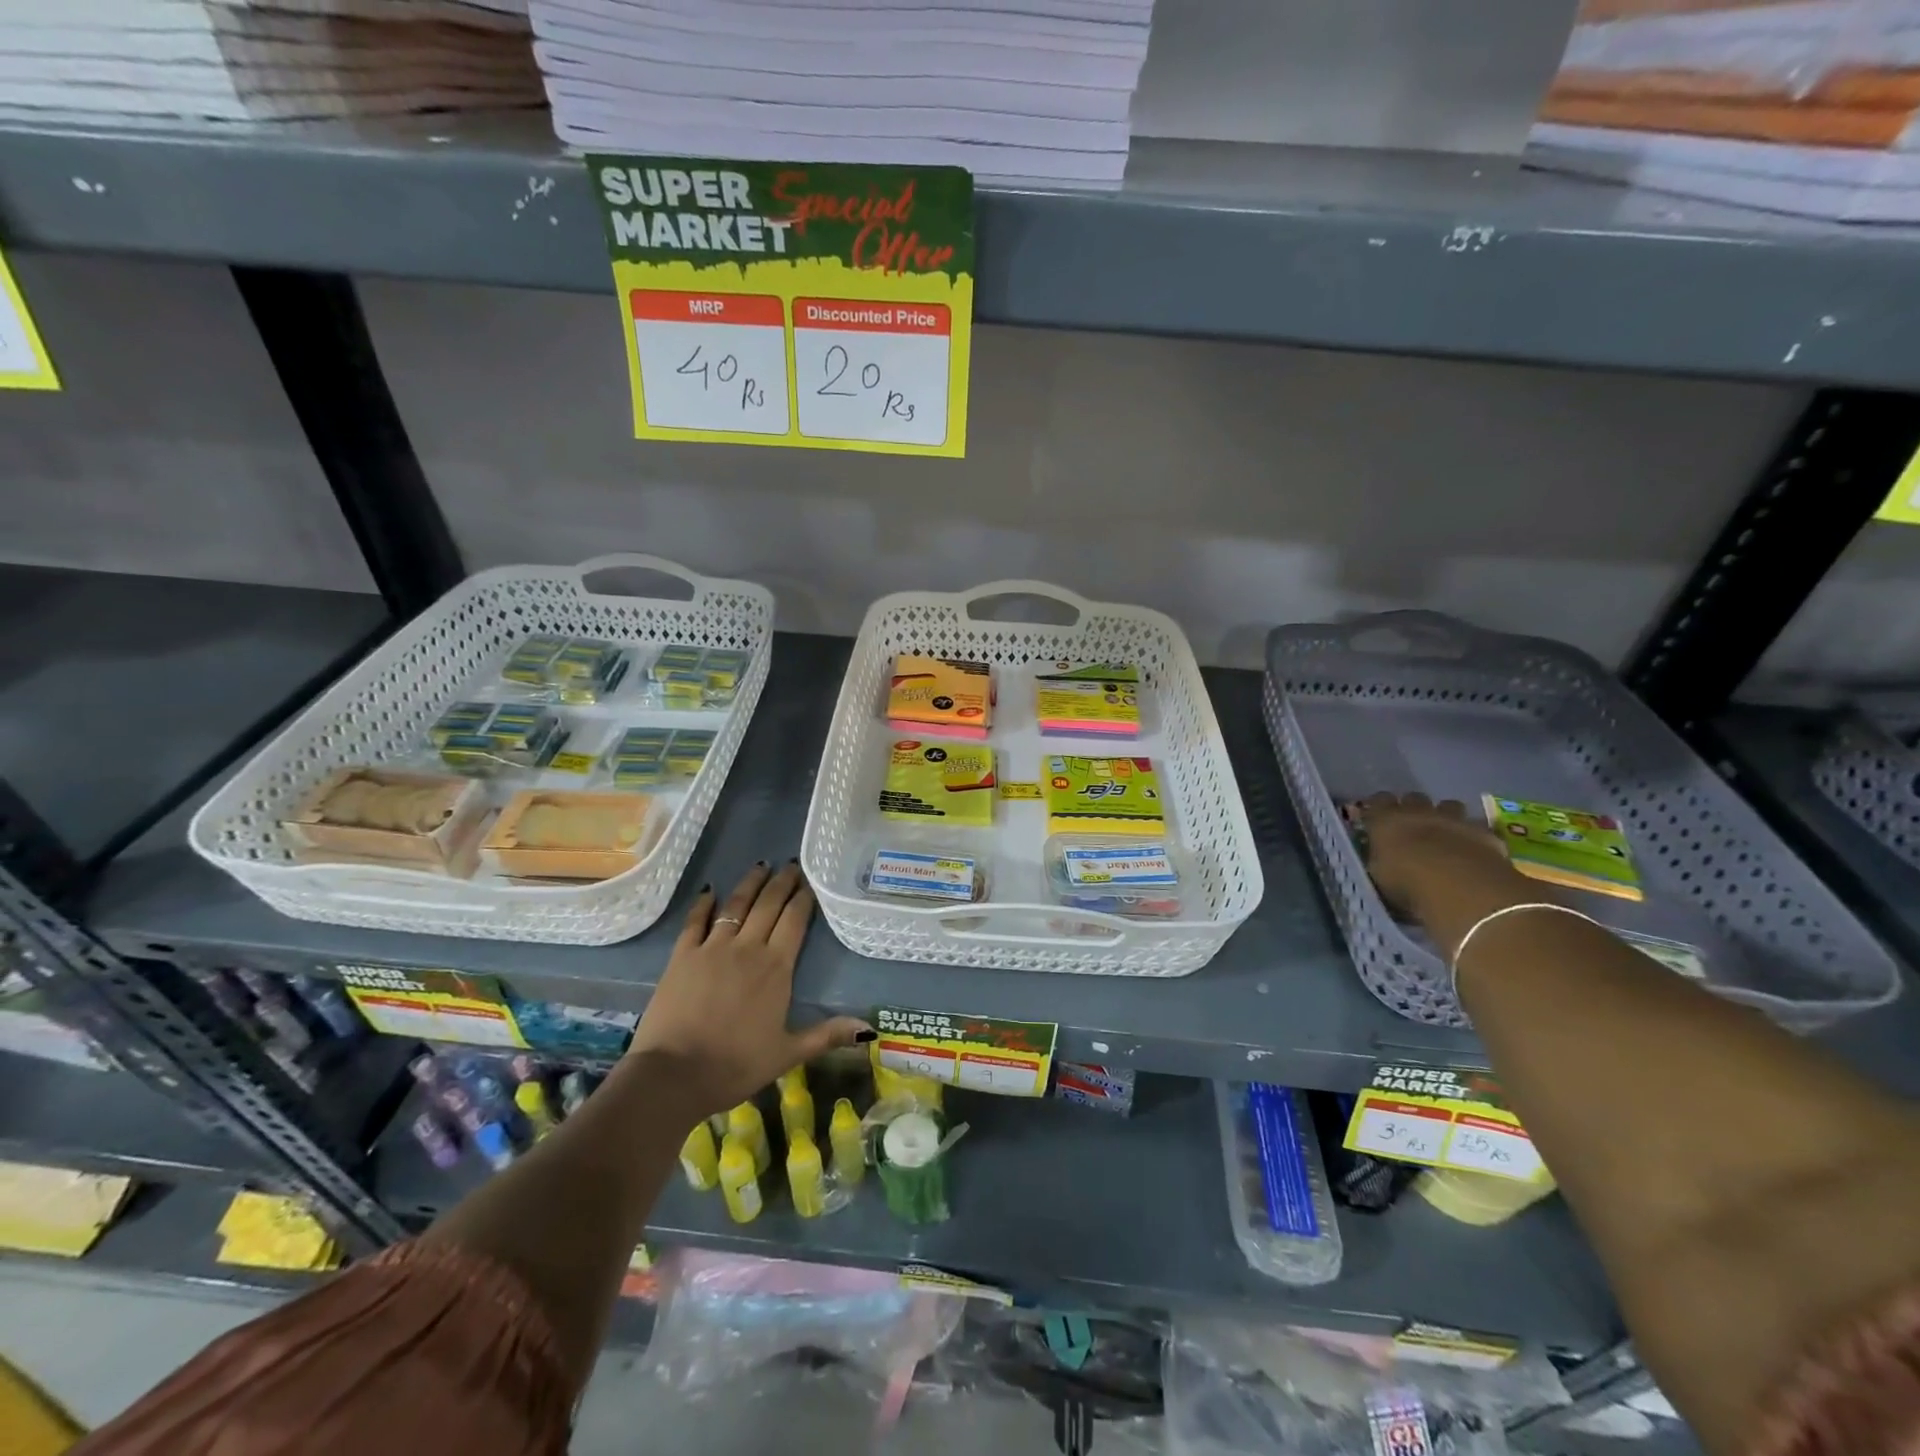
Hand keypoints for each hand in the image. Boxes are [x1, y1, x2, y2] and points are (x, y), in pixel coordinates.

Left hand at [626, 861, 870, 1118]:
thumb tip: (870, 1030)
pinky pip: (695, 921)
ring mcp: (712, 948)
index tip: (810, 882)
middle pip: (768, 905)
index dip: (804, 898)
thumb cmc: (735, 1065)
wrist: (673, 1075)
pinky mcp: (682, 956)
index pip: (795, 920)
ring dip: (750, 884)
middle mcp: (748, 948)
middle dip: (782, 882)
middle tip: (791, 865)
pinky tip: (709, 890)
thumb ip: (827, 1035)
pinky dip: (703, 904)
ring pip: (736, 905)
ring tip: (761, 866)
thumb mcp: (787, 1054)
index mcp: (776, 967)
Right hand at [1358, 793, 1532, 934]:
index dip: (1379, 807)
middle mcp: (1419, 812)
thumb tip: (1380, 856)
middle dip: (1412, 808)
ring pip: (1449, 805)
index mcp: (1387, 820)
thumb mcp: (1378, 875)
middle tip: (1411, 826)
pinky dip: (1472, 835)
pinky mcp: (1484, 833)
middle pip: (1414, 798)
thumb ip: (1379, 859)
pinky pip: (1476, 827)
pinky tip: (1472, 850)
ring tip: (1444, 834)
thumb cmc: (1407, 883)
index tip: (1377, 818)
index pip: (1379, 801)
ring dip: (1445, 815)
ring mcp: (1454, 820)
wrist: (1461, 887)